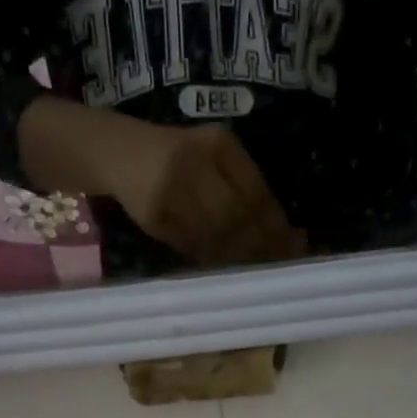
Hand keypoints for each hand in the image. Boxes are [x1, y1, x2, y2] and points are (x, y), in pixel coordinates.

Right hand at [109, 122, 305, 264]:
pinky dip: (212, 260)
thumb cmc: (178, 158)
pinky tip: (227, 270)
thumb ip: (246, 188)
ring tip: (257, 273)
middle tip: (279, 268)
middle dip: (261, 247)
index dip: (277, 226)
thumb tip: (288, 236)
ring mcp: (172, 190)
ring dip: (240, 259)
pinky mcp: (155, 215)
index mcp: (219, 145)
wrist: (120, 153)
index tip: (296, 248)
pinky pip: (192, 245)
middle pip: (238, 217)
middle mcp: (195, 163)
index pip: (256, 193)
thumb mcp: (214, 158)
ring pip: (215, 235)